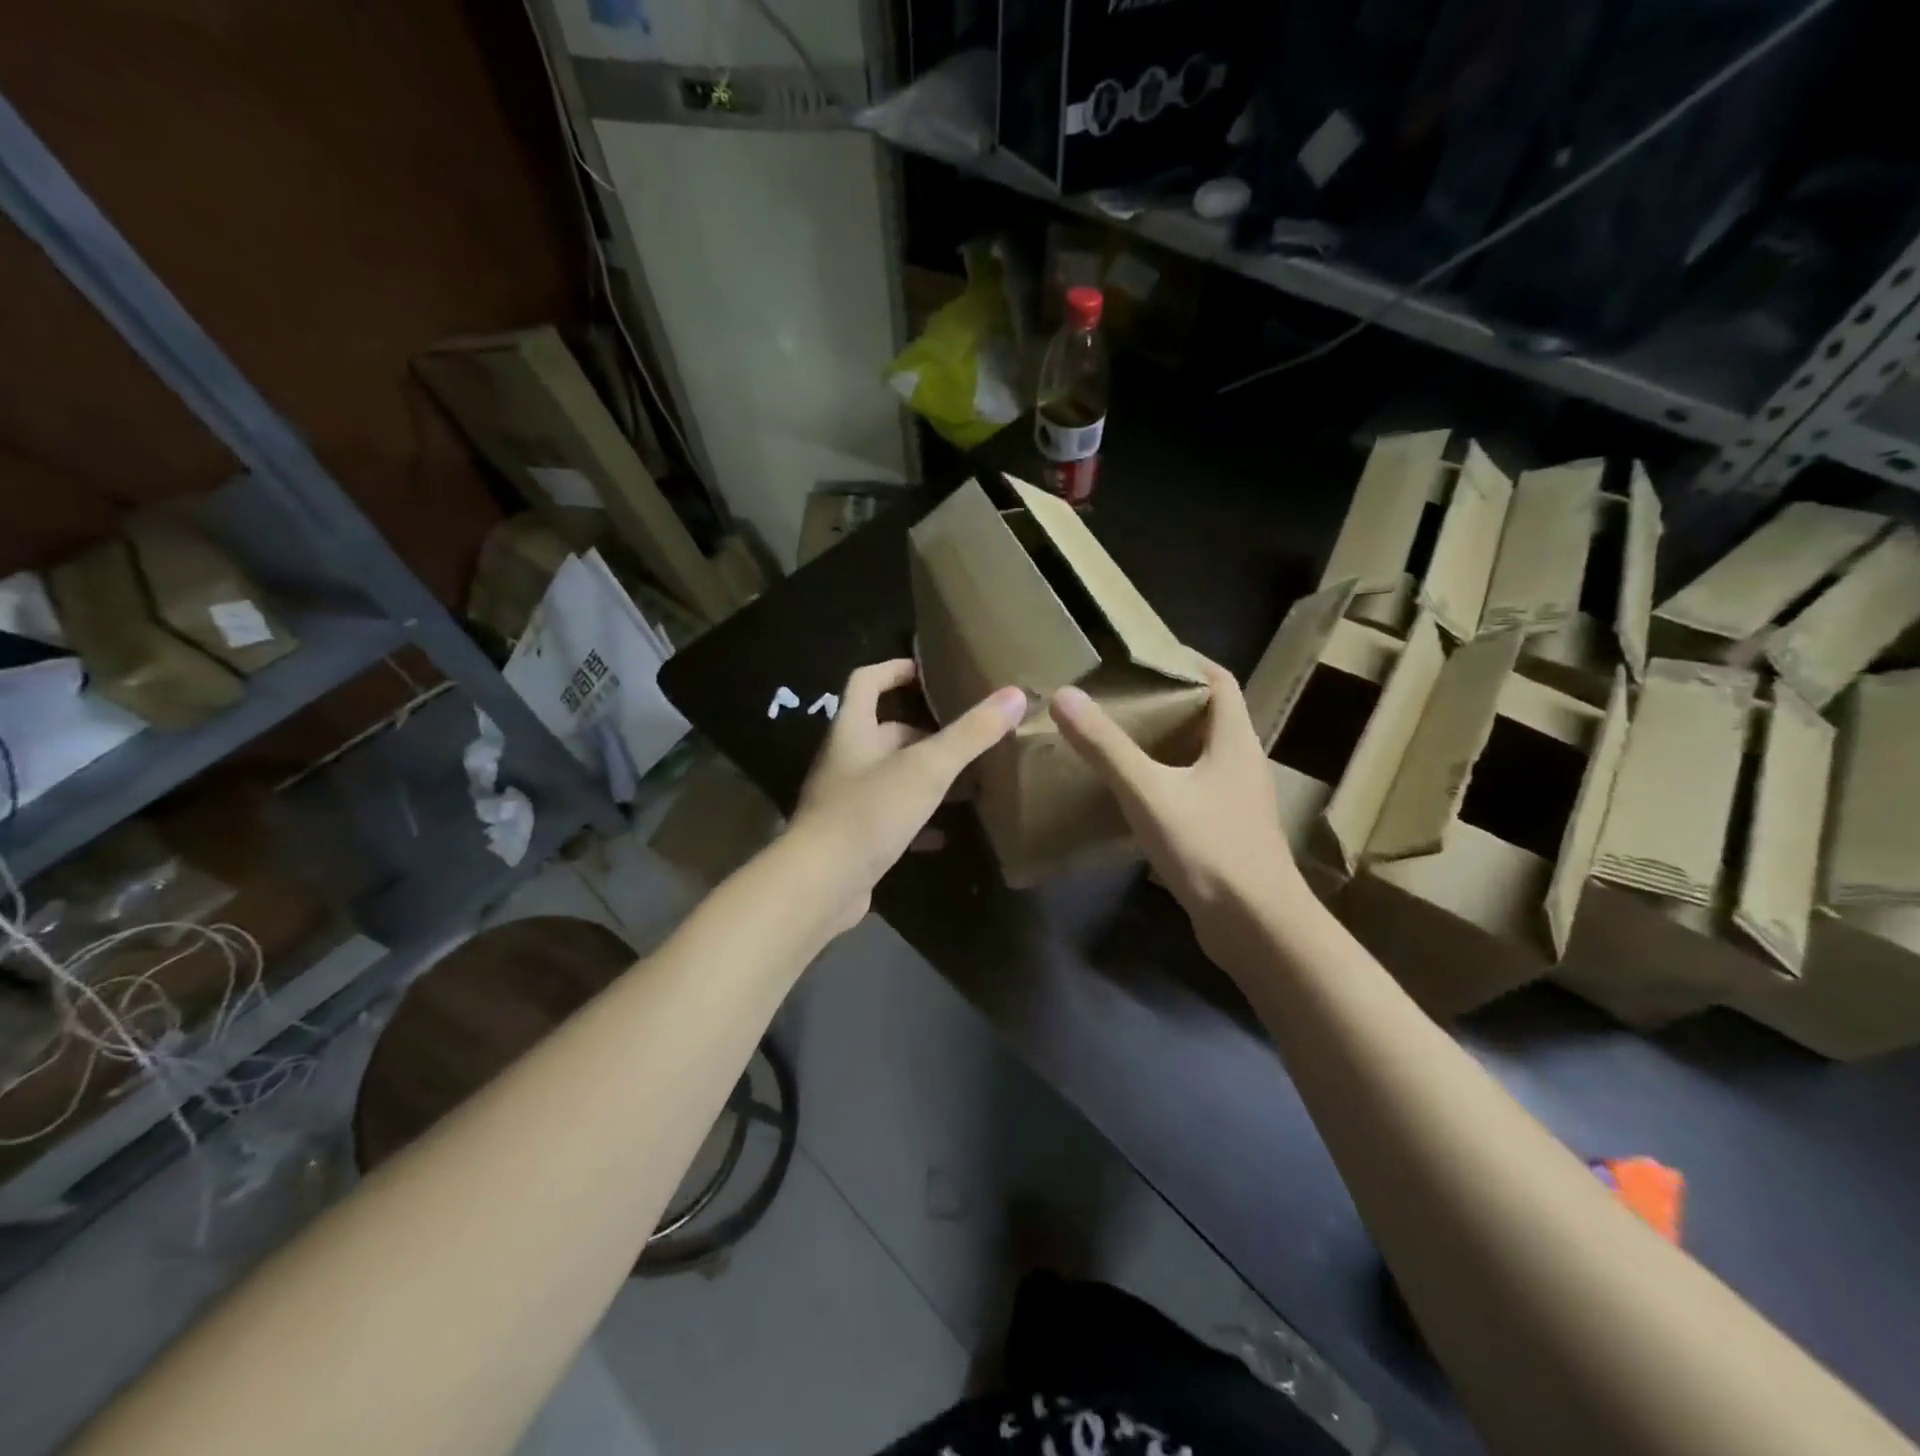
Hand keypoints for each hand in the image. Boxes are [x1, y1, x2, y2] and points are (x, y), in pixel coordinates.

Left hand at [793, 659, 1025, 931]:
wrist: (821, 884)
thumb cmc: (870, 812)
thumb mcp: (927, 768)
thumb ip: (970, 733)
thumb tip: (1015, 695)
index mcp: (852, 730)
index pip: (867, 681)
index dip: (895, 669)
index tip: (930, 672)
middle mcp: (845, 759)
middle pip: (884, 731)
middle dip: (924, 730)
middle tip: (966, 734)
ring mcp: (846, 800)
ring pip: (891, 774)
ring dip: (925, 774)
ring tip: (968, 779)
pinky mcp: (854, 836)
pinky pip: (891, 816)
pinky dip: (919, 818)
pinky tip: (947, 832)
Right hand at [1050, 659, 1310, 937]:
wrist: (1257, 927)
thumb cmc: (1209, 849)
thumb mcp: (1149, 792)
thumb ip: (1106, 747)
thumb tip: (1064, 696)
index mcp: (1235, 740)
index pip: (1219, 681)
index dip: (1188, 661)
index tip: (1145, 656)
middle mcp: (1243, 763)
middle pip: (1210, 716)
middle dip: (1169, 701)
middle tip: (1121, 695)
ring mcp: (1238, 801)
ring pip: (1202, 755)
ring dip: (1168, 742)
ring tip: (1121, 737)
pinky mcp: (1228, 832)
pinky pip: (1196, 790)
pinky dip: (1168, 779)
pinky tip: (1136, 793)